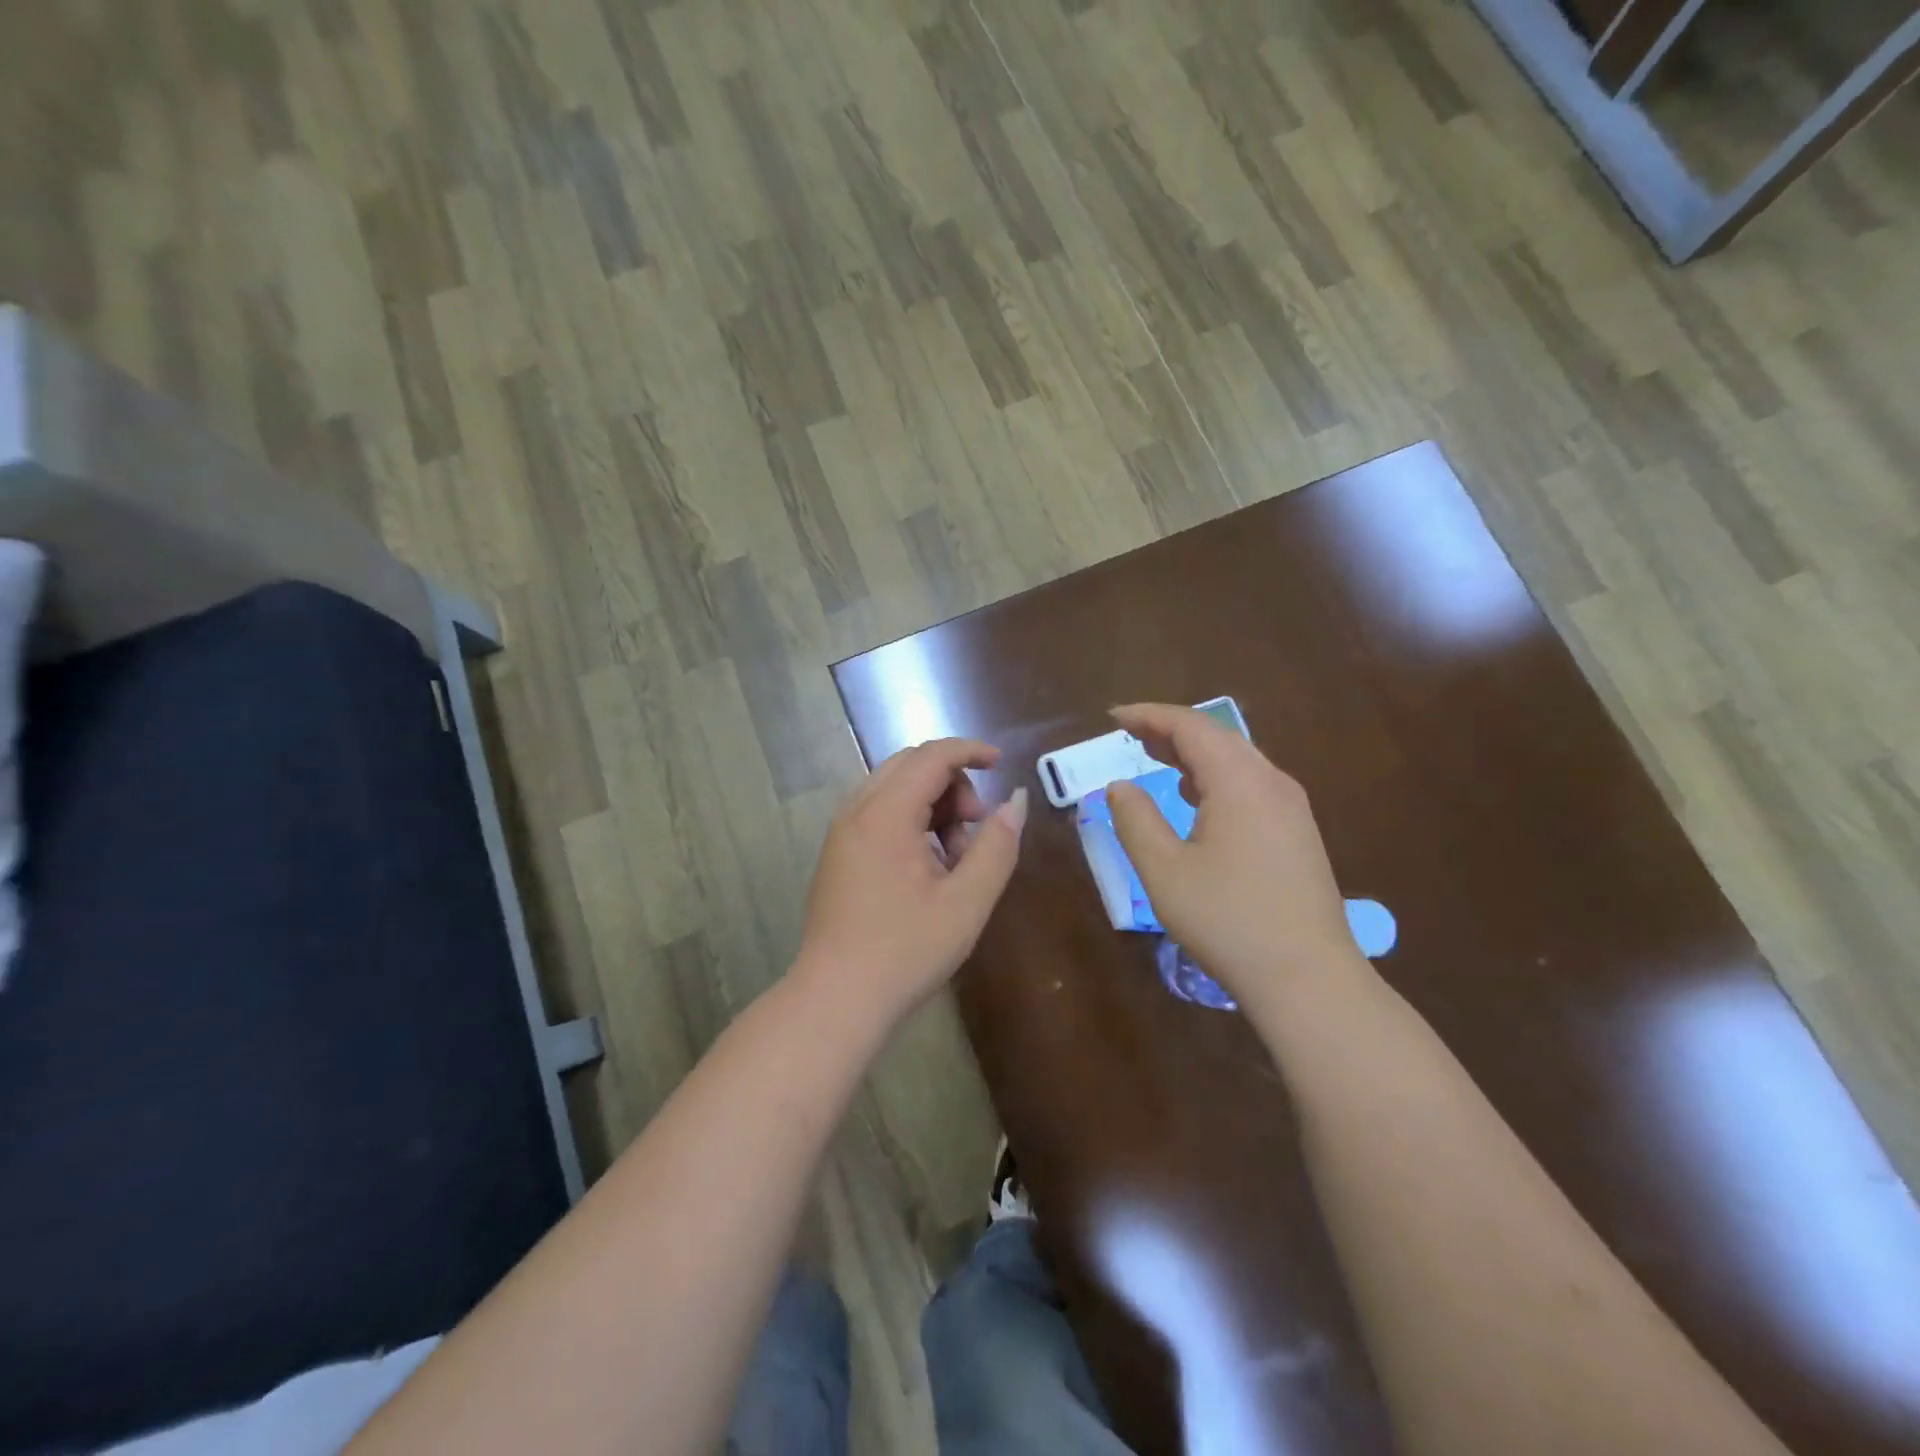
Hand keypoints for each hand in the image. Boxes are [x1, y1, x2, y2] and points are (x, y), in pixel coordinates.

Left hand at [796, 738, 1028, 1024]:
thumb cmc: (905, 951)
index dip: (970, 751)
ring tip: (953, 858)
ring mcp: (841, 832)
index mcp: (885, 813)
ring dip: (932, 804)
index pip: (931, 756)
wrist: (837, 999)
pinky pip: (878, 813)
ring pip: (894, 788)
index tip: (1001, 763)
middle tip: (975, 828)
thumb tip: (1015, 801)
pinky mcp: (837, 853)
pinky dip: (910, 820)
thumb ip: (996, 845)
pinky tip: (926, 868)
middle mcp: (856, 810)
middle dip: (952, 782)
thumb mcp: (966, 901)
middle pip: (910, 765)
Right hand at [1106, 704, 1356, 1007]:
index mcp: (1239, 781)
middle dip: (1170, 730)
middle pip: (1217, 736)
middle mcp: (1271, 782)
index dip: (1149, 715)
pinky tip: (1197, 799)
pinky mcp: (1298, 833)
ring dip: (1193, 753)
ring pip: (1237, 760)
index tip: (1113, 717)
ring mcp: (1292, 808)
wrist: (1308, 978)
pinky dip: (1215, 777)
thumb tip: (1121, 786)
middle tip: (1130, 735)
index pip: (1190, 726)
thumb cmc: (1228, 920)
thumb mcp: (1164, 870)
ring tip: (1157, 757)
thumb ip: (1136, 819)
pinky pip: (1251, 784)